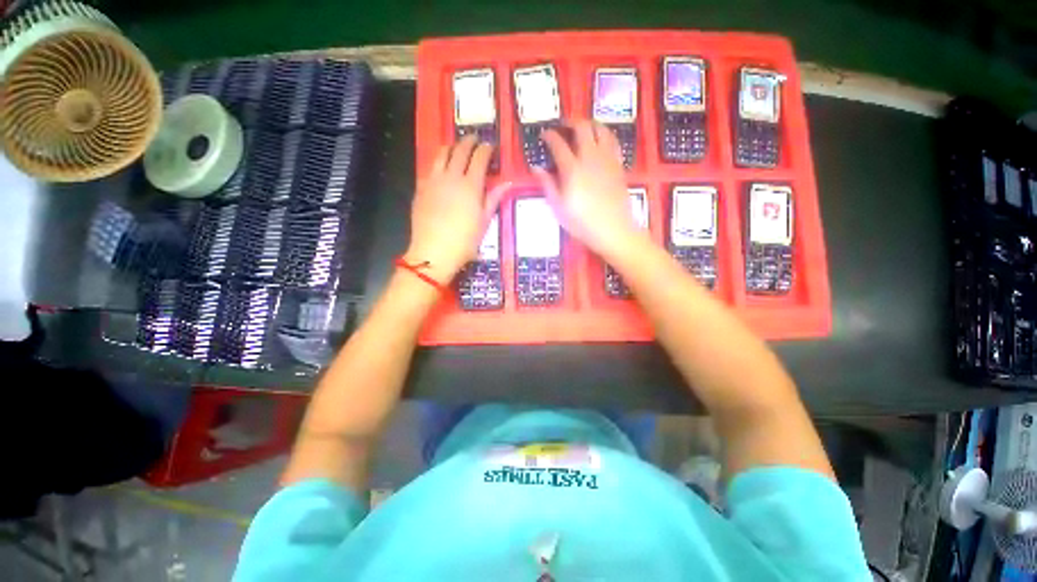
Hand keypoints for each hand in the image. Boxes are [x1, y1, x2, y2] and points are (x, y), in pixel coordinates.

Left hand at [404, 136, 507, 282]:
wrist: (433, 252)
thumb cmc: (464, 241)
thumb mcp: (484, 222)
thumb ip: (493, 199)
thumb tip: (507, 183)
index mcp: (470, 186)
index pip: (479, 158)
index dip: (486, 149)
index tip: (490, 147)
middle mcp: (451, 177)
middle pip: (460, 150)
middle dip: (469, 142)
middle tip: (475, 140)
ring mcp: (433, 181)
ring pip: (441, 154)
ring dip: (451, 146)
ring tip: (457, 147)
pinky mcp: (421, 188)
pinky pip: (430, 167)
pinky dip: (438, 161)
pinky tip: (441, 166)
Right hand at [536, 121, 647, 260]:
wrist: (613, 230)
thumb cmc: (582, 222)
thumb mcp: (559, 207)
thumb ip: (547, 185)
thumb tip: (536, 168)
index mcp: (572, 169)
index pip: (558, 144)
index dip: (550, 136)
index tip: (544, 134)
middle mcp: (590, 158)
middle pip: (582, 128)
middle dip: (570, 122)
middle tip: (563, 125)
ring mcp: (607, 159)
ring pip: (601, 129)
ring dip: (590, 124)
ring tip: (583, 128)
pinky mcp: (618, 165)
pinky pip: (613, 141)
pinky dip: (605, 135)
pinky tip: (601, 140)